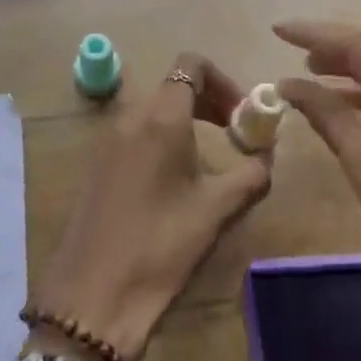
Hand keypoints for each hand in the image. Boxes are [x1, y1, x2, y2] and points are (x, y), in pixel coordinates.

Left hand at [31, 53, 269, 360]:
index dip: (223, 80)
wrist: (93, 296)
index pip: (191, 65)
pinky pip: (134, 131)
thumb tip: (267, 156)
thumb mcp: (216, 211)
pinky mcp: (95, 162)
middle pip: (173, 85)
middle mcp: (129, 115)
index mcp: (160, 117)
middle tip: (234, 134)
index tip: (242, 115)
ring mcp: (106, 138)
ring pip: (153, 108)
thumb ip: (251, 174)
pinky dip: (160, 137)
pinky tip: (173, 179)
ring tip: (207, 158)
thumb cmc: (160, 246)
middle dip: (209, 101)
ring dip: (184, 120)